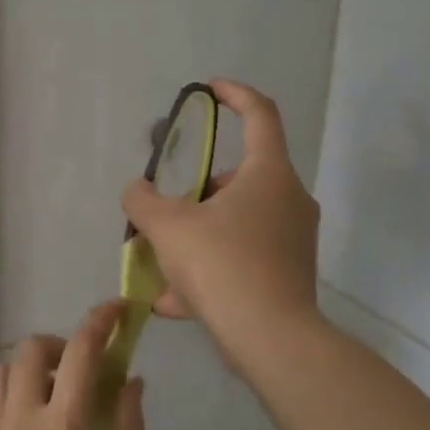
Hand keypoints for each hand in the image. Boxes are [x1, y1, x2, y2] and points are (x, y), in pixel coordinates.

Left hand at [0, 301, 145, 429]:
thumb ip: (130, 424)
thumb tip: (131, 377)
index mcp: (68, 426)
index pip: (84, 352)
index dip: (101, 322)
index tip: (114, 312)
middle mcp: (20, 423)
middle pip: (29, 354)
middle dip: (55, 346)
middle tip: (70, 367)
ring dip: (15, 370)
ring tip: (31, 388)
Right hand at [120, 79, 320, 364]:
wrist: (270, 339)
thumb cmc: (221, 265)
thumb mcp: (167, 227)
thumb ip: (142, 200)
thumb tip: (136, 191)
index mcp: (268, 174)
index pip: (260, 114)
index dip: (234, 94)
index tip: (210, 90)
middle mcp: (289, 200)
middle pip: (237, 179)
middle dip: (197, 192)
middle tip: (165, 212)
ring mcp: (293, 240)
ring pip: (236, 224)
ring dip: (197, 236)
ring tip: (160, 266)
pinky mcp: (289, 275)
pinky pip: (241, 260)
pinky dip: (209, 270)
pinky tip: (174, 301)